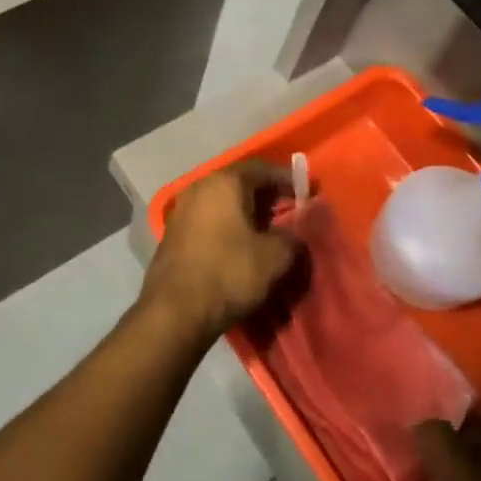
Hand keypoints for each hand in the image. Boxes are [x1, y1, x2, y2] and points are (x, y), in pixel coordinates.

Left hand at [140, 161, 297, 343]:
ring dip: (244, 212)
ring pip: (221, 202)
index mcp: (224, 183)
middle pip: (239, 183)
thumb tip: (292, 235)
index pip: (262, 169)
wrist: (175, 311)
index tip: (307, 192)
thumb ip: (291, 238)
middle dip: (265, 195)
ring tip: (266, 230)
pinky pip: (207, 220)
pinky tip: (239, 245)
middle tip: (288, 211)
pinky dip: (226, 226)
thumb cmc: (229, 274)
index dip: (287, 179)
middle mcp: (199, 187)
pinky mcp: (173, 233)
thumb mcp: (275, 257)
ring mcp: (181, 210)